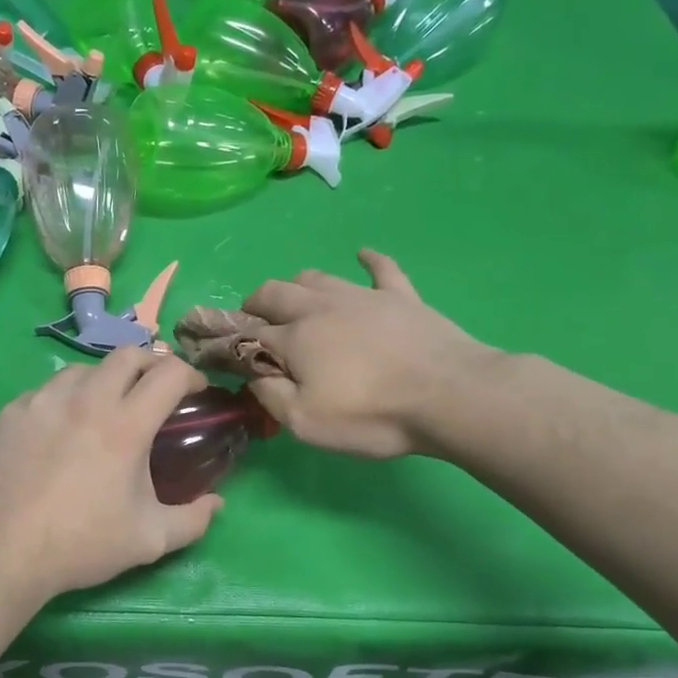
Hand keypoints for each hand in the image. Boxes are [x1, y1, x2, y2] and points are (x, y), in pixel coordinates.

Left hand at [0, 347, 222, 600]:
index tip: (194, 392)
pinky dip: (65, 399)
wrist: (1, 551)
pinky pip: (47, 390)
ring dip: (105, 380)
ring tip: (106, 408)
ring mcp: (44, 401)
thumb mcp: (149, 540)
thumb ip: (193, 520)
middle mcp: (85, 399)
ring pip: (84, 368)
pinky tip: (61, 428)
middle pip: (127, 354)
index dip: (190, 375)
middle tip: (154, 392)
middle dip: (150, 365)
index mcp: (125, 424)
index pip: (169, 372)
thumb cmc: (81, 544)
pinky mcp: (12, 412)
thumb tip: (217, 504)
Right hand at [241, 249, 501, 459]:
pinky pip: (381, 268)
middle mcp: (321, 307)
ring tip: (296, 302)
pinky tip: (362, 255)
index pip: (250, 333)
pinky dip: (368, 260)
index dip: (234, 342)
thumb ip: (270, 395)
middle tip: (254, 322)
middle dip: (256, 304)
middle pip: (275, 292)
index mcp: (294, 338)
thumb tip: (251, 373)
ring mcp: (363, 296)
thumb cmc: (372, 415)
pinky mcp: (401, 296)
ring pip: (317, 276)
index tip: (228, 354)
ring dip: (297, 286)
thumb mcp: (306, 423)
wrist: (450, 395)